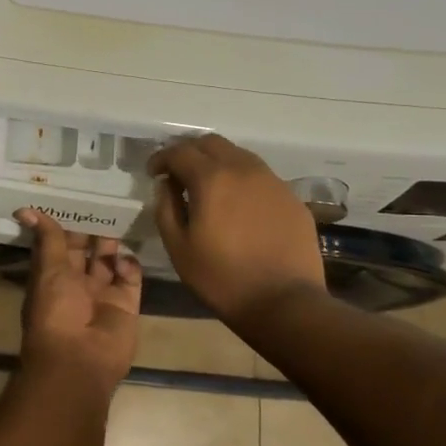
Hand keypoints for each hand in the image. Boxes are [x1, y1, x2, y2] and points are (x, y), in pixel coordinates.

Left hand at [15, 208, 141, 393]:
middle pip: (87, 250)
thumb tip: (24, 209)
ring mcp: (104, 294)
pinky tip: (122, 260)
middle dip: (93, 230)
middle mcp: (77, 284)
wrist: (80, 359)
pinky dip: (128, 265)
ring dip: (112, 243)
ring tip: (118, 219)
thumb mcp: (48, 268)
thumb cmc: (56, 311)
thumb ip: (47, 238)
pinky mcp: (127, 303)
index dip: (67, 223)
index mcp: (53, 276)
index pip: (61, 244)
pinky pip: (130, 277)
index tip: (77, 198)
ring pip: (109, 260)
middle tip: (104, 201)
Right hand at [149, 135, 325, 325]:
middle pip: (211, 143)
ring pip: (239, 155)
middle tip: (178, 174)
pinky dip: (241, 180)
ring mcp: (272, 181)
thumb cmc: (222, 278)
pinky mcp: (291, 197)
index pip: (180, 151)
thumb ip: (166, 209)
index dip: (161, 158)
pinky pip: (260, 176)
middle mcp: (244, 169)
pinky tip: (238, 205)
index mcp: (212, 179)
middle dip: (189, 152)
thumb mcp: (179, 248)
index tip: (153, 173)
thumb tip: (166, 186)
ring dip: (217, 163)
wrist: (285, 302)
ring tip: (208, 188)